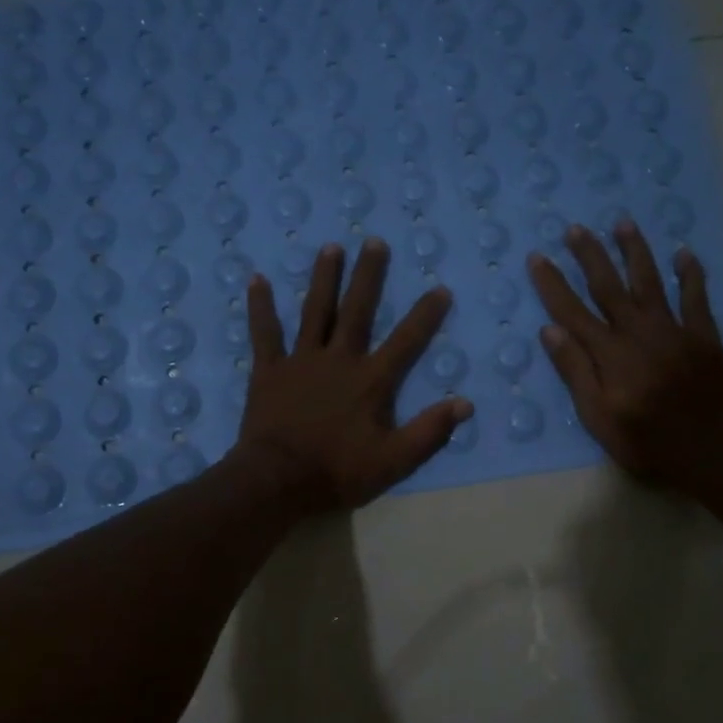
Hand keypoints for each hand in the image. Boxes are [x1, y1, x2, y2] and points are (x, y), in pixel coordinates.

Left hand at [234, 238, 472, 512]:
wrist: (278, 481)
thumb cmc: (338, 472)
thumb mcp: (394, 461)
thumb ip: (429, 431)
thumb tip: (465, 404)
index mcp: (371, 381)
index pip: (406, 341)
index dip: (425, 315)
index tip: (440, 288)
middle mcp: (339, 359)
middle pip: (357, 311)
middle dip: (368, 276)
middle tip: (375, 241)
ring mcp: (301, 361)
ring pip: (315, 311)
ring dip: (324, 278)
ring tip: (331, 247)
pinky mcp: (269, 370)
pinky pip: (265, 333)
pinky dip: (261, 306)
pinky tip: (257, 279)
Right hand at [527, 219, 722, 491]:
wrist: (710, 450)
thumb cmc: (645, 441)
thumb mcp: (598, 417)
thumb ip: (576, 372)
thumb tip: (550, 330)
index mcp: (609, 354)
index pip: (572, 311)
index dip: (552, 284)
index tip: (537, 257)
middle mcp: (638, 332)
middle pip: (608, 286)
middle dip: (590, 255)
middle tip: (576, 228)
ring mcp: (674, 330)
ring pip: (650, 281)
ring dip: (635, 251)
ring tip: (623, 223)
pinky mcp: (703, 335)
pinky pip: (696, 296)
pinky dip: (690, 273)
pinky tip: (684, 253)